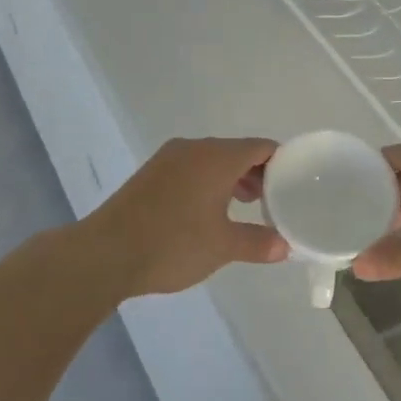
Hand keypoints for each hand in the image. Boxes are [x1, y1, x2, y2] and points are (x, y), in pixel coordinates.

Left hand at [80, 137, 288, 297]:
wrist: (106, 253)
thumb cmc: (173, 244)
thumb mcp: (223, 246)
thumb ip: (258, 243)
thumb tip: (284, 246)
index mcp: (217, 157)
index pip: (261, 147)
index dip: (282, 162)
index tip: (295, 183)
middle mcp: (194, 148)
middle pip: (236, 151)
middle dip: (257, 173)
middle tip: (271, 200)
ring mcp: (168, 159)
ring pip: (211, 159)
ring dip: (231, 178)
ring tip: (243, 206)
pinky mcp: (150, 174)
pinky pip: (190, 168)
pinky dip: (207, 182)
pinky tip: (207, 211)